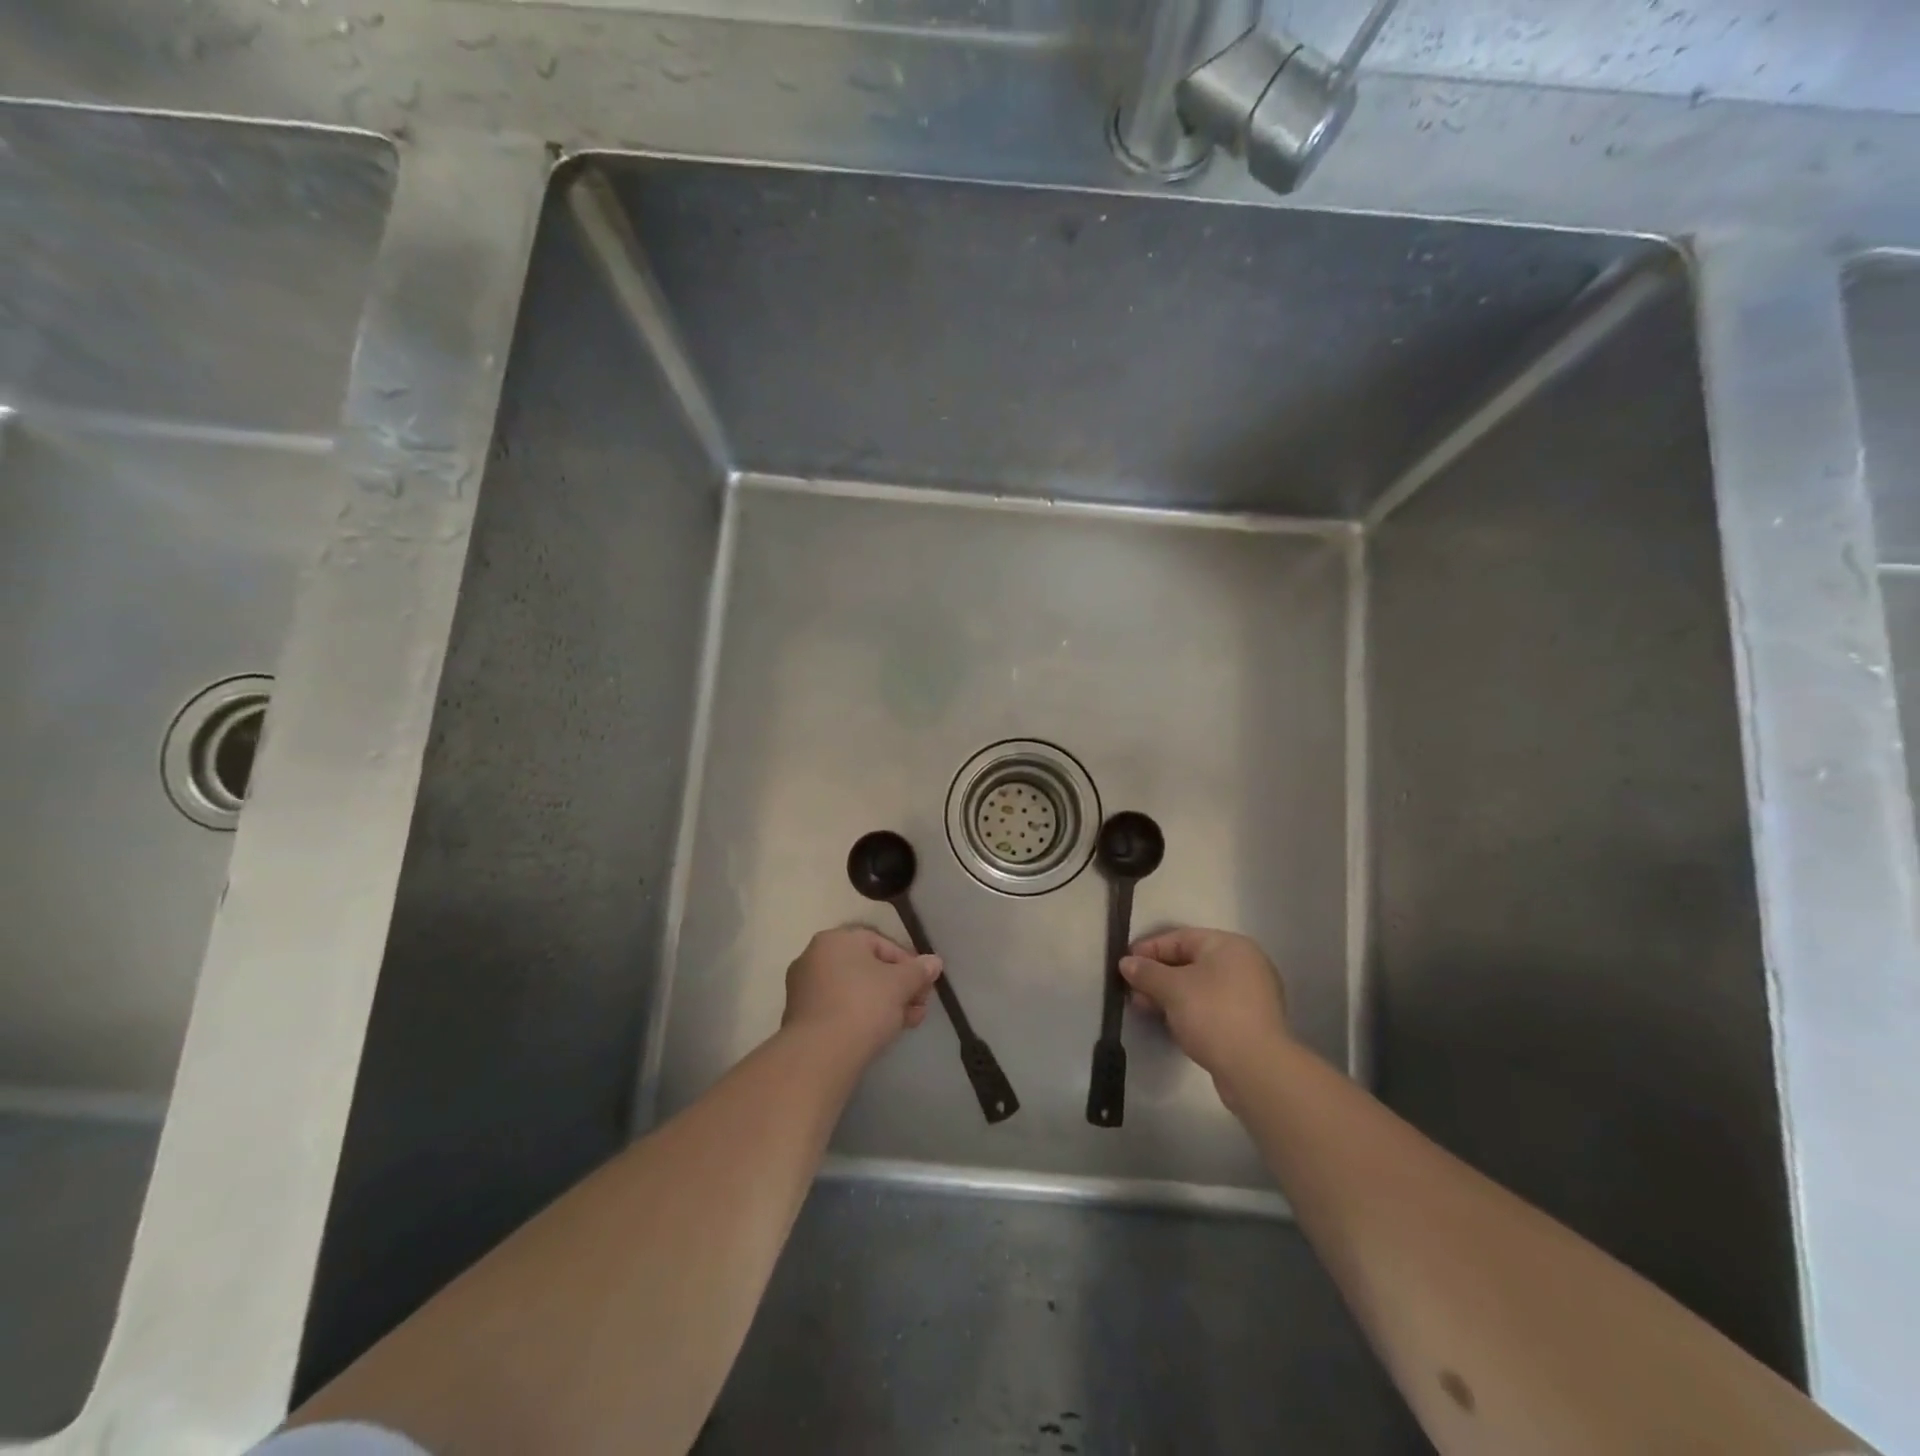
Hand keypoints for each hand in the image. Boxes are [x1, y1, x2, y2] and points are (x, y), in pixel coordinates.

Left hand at [783, 926, 941, 1062]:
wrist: (820, 1055)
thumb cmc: (863, 1005)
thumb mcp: (900, 984)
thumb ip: (919, 970)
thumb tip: (934, 962)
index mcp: (836, 940)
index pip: (881, 943)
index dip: (908, 963)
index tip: (924, 984)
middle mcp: (815, 957)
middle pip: (867, 968)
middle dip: (899, 987)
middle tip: (920, 1005)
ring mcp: (804, 989)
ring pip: (855, 990)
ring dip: (885, 1003)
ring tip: (909, 1022)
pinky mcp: (802, 1018)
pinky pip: (840, 1009)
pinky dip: (862, 1016)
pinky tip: (884, 1033)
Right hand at [1121, 928, 1288, 1102]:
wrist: (1256, 1069)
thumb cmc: (1213, 1014)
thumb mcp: (1172, 988)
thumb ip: (1146, 972)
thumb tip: (1126, 963)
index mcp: (1229, 946)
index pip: (1181, 938)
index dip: (1149, 948)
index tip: (1125, 964)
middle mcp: (1244, 964)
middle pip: (1190, 961)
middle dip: (1157, 975)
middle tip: (1132, 989)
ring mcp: (1250, 995)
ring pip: (1199, 986)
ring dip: (1169, 994)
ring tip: (1144, 1007)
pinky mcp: (1249, 1023)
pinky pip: (1211, 1006)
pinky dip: (1188, 1009)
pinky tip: (1169, 1022)